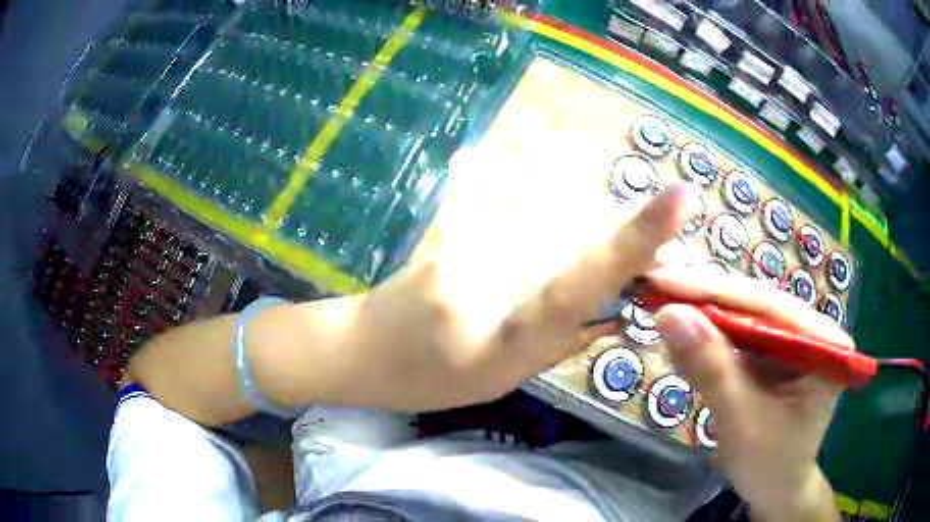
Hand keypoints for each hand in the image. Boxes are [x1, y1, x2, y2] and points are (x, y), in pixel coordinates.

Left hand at [321, 184, 692, 411]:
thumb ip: (560, 341)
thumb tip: (616, 311)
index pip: (580, 284)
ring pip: (556, 227)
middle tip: (642, 269)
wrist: (359, 347)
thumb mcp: (500, 380)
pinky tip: (517, 268)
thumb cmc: (426, 380)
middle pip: (579, 240)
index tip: (680, 197)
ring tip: (553, 281)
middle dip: (618, 248)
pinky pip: (525, 222)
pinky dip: (545, 239)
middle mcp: (490, 274)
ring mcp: (471, 240)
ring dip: (579, 245)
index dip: (634, 241)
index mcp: (501, 335)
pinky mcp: (461, 223)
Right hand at [651, 268, 849, 521]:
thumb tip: (668, 314)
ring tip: (662, 303)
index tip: (662, 281)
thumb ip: (711, 370)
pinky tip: (683, 334)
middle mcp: (811, 329)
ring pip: (743, 316)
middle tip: (655, 288)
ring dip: (703, 314)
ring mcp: (793, 340)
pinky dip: (709, 338)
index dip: (713, 292)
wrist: (776, 492)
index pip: (766, 305)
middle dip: (704, 299)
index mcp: (823, 341)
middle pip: (754, 304)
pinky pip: (739, 337)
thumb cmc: (770, 465)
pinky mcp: (775, 353)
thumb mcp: (742, 422)